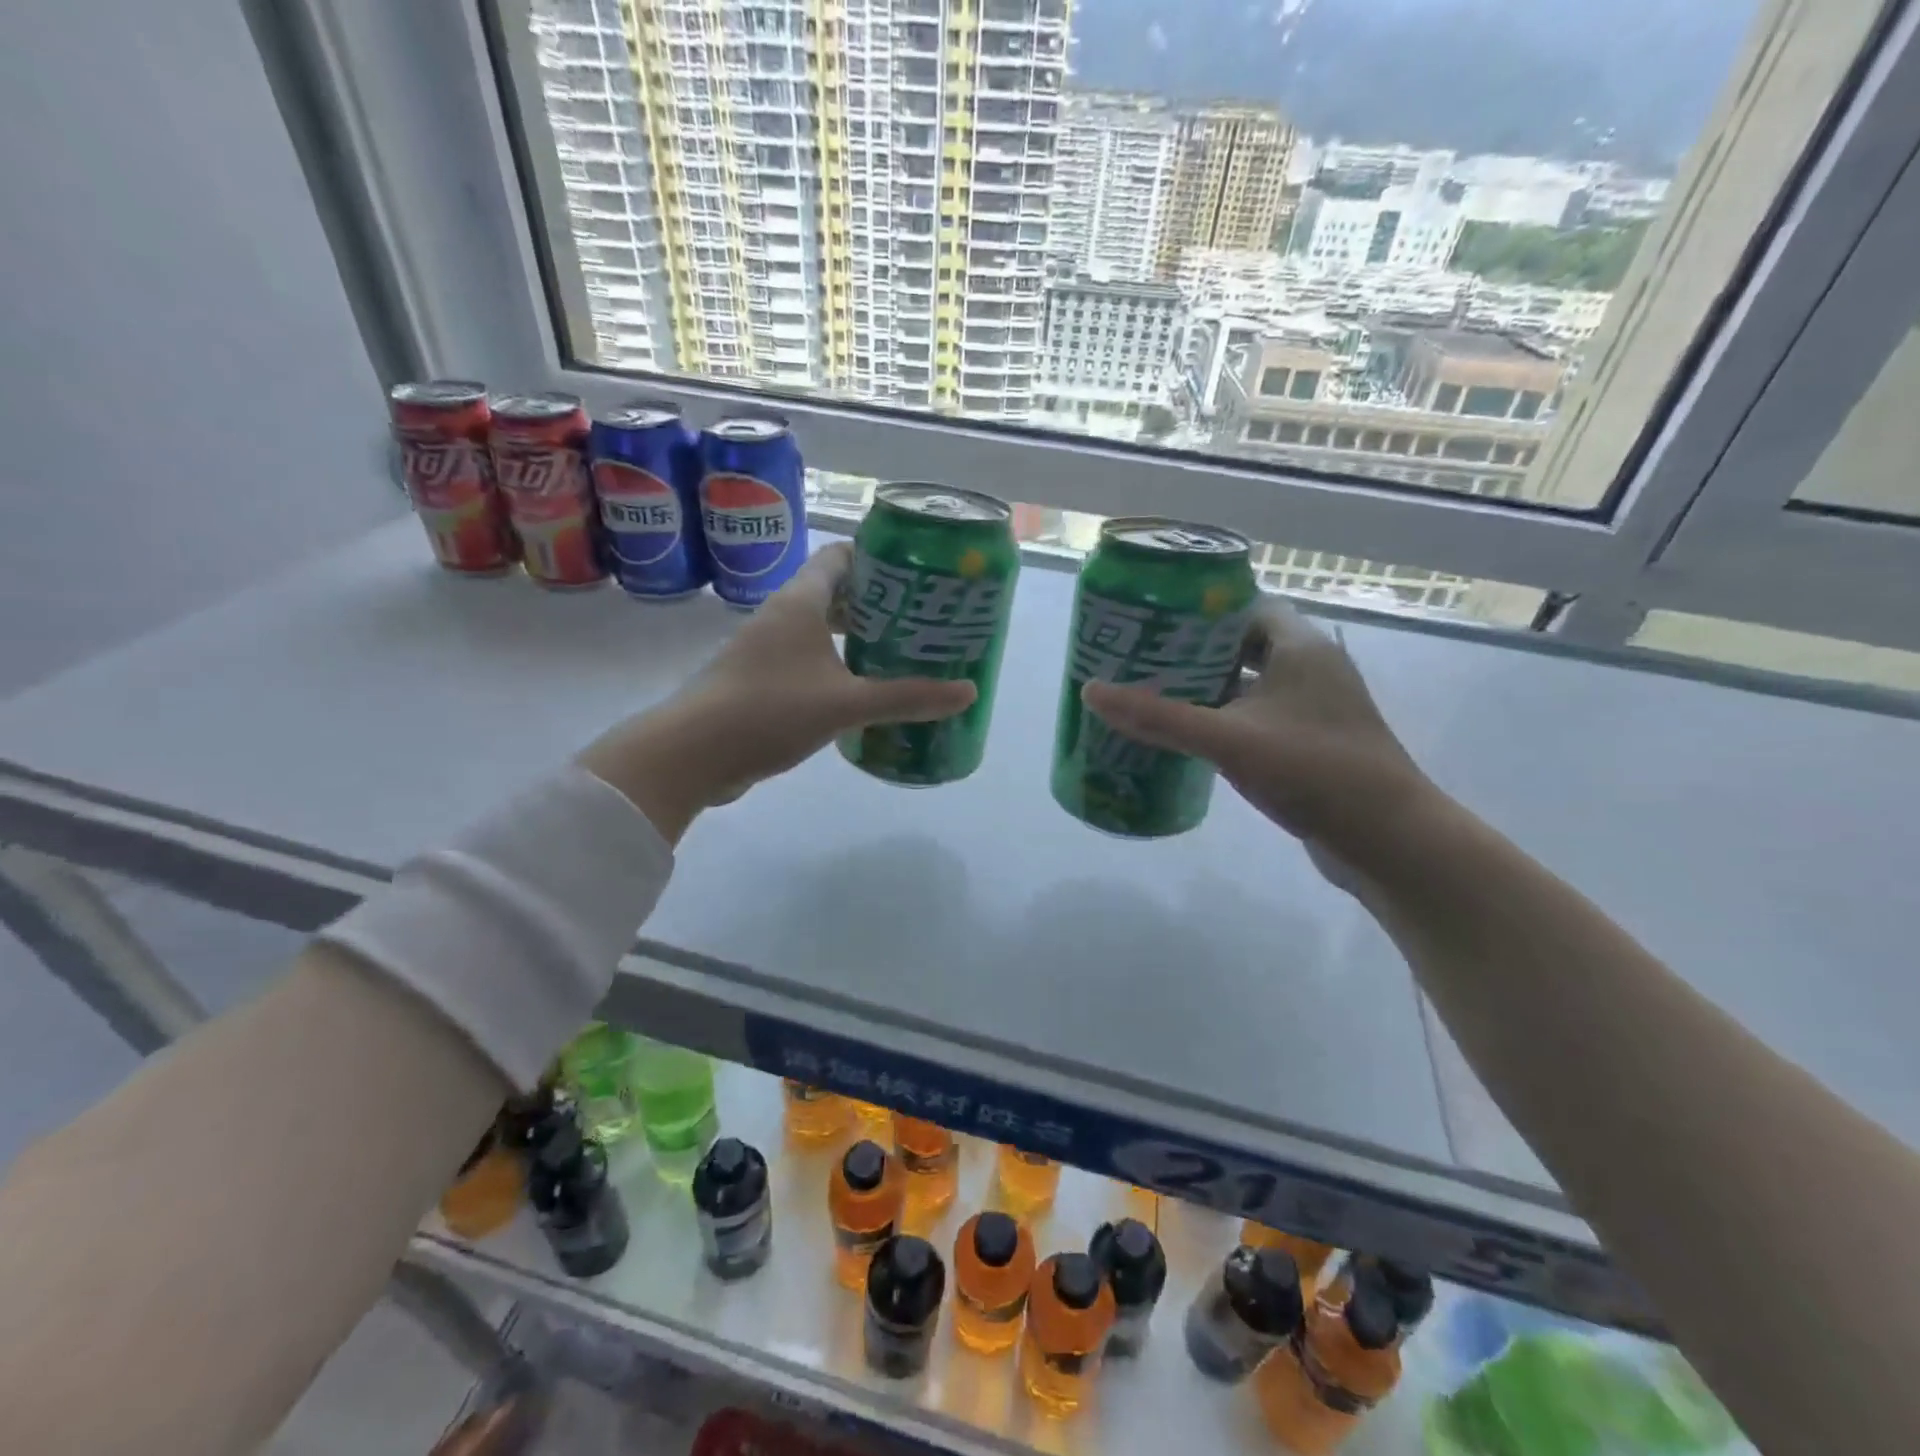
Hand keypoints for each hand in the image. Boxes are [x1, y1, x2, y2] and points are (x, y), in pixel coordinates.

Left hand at [578, 544, 975, 839]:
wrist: (692, 754)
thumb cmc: (770, 710)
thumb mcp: (847, 703)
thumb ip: (908, 697)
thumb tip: (968, 692)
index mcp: (800, 602)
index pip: (840, 557)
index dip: (878, 557)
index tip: (917, 572)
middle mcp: (781, 616)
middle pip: (834, 592)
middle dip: (877, 602)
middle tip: (921, 617)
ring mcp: (765, 649)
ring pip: (819, 628)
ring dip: (855, 635)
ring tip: (899, 651)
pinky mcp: (759, 679)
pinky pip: (806, 658)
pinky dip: (835, 664)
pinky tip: (860, 689)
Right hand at [1080, 598, 1437, 880]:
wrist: (1389, 839)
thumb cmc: (1313, 770)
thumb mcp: (1228, 739)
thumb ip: (1160, 716)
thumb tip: (1091, 691)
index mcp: (1300, 646)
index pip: (1244, 607)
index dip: (1199, 612)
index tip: (1152, 623)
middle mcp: (1311, 668)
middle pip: (1242, 644)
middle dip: (1193, 653)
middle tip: (1141, 661)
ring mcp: (1314, 707)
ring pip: (1250, 684)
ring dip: (1208, 689)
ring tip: (1154, 695)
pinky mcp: (1311, 742)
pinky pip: (1259, 717)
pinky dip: (1226, 719)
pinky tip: (1190, 737)